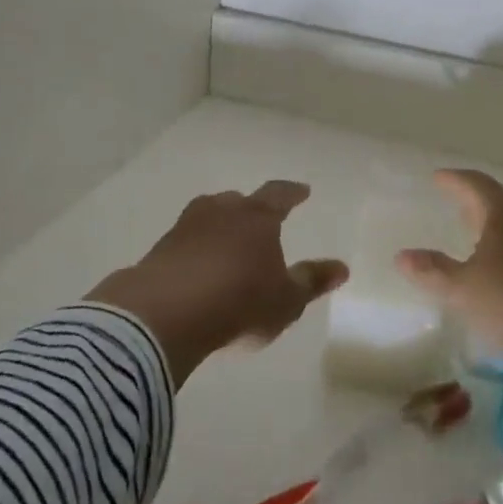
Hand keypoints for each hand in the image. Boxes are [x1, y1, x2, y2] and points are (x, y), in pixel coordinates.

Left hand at [88, 181, 346, 384]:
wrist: (165, 313)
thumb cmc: (239, 302)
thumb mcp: (286, 300)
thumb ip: (312, 281)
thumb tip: (342, 267)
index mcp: (257, 217)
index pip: (279, 195)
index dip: (292, 193)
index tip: (302, 190)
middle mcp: (222, 211)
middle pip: (239, 201)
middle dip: (250, 209)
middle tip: (259, 220)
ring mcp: (186, 227)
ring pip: (208, 215)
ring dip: (219, 225)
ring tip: (226, 241)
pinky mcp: (160, 248)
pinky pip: (185, 241)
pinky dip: (194, 249)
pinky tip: (196, 268)